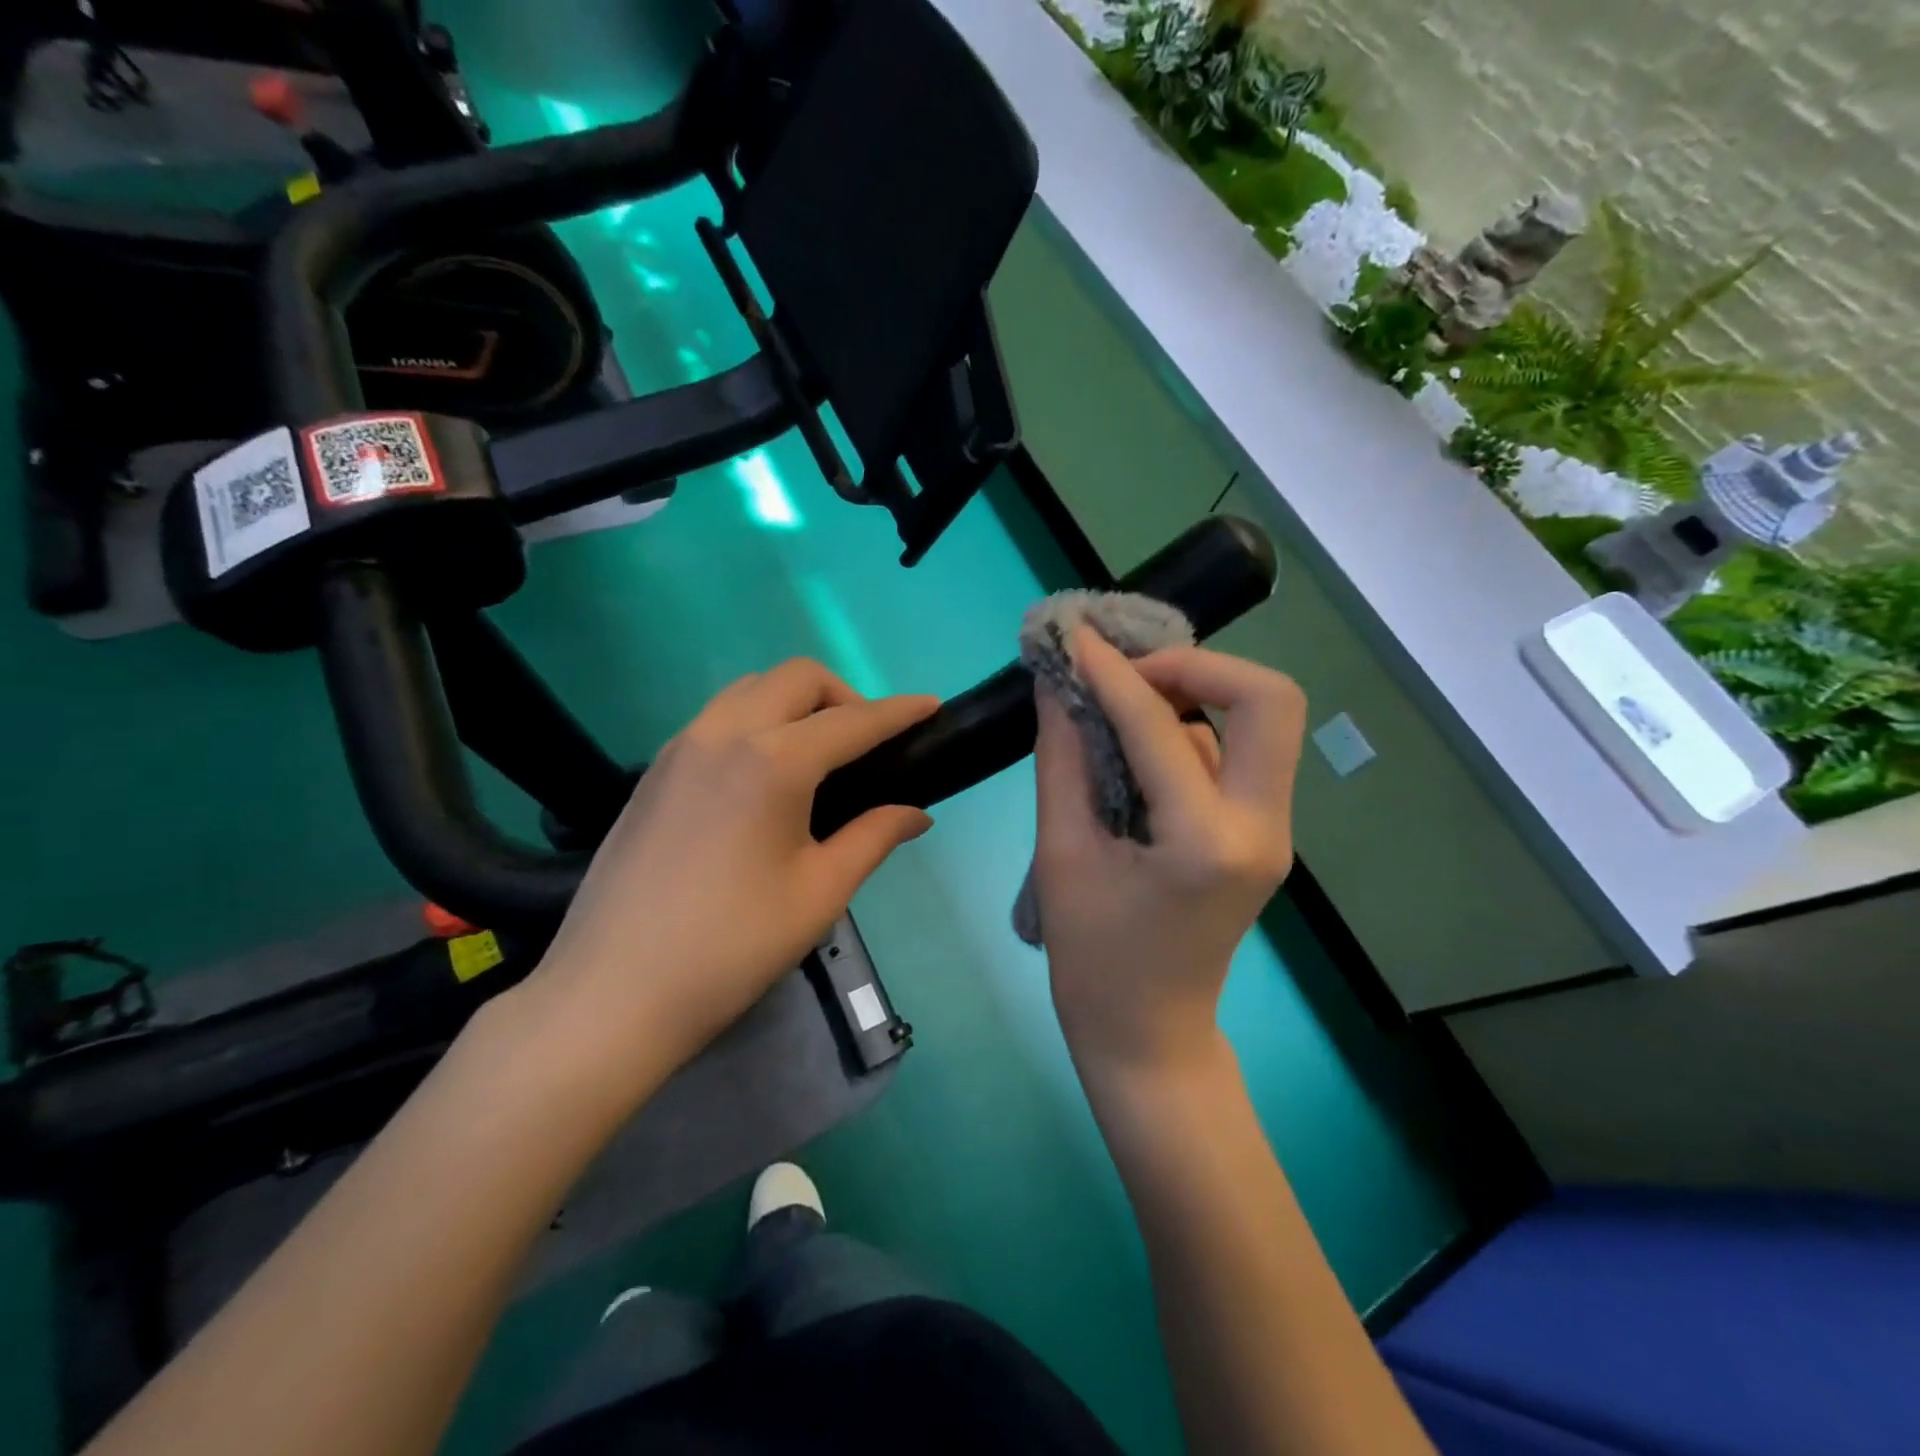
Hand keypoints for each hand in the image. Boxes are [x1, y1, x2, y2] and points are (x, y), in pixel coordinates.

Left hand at [523, 660, 937, 1091]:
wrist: (614, 992)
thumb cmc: (733, 946)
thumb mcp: (820, 892)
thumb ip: (874, 837)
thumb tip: (915, 813)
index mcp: (772, 761)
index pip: (853, 721)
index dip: (899, 711)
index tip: (931, 706)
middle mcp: (723, 734)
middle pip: (796, 679)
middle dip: (844, 695)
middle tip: (868, 744)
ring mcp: (680, 748)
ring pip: (750, 689)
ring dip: (795, 702)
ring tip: (818, 755)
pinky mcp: (654, 772)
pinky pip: (716, 718)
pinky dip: (756, 721)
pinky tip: (764, 776)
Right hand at [1034, 630, 1305, 1078]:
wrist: (1148, 1037)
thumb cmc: (1093, 960)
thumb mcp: (1061, 855)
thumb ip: (1062, 760)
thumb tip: (1055, 685)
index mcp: (1205, 841)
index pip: (1159, 727)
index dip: (1111, 674)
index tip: (1075, 638)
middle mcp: (1261, 827)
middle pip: (1267, 700)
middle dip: (1196, 667)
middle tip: (1128, 672)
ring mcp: (1272, 832)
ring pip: (1254, 725)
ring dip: (1191, 698)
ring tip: (1120, 705)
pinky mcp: (1262, 835)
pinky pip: (1237, 757)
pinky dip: (1191, 734)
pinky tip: (1139, 751)